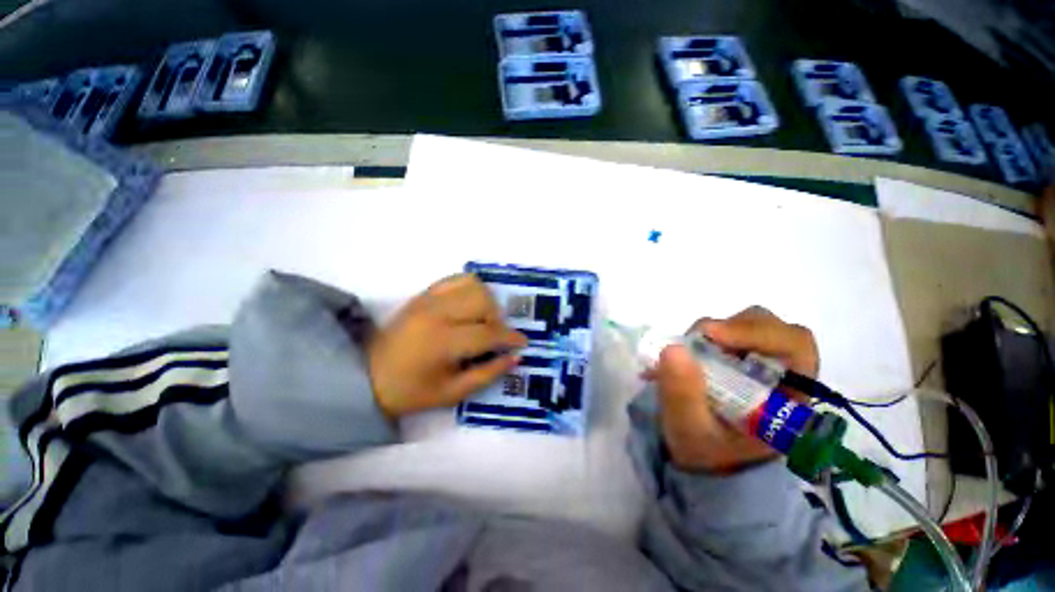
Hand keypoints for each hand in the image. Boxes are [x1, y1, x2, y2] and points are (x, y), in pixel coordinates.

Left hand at [368, 274, 526, 418]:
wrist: (367, 377)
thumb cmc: (411, 391)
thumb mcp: (452, 393)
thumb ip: (488, 374)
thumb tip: (515, 357)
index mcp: (442, 342)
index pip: (488, 333)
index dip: (510, 338)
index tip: (522, 342)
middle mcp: (437, 313)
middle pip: (483, 301)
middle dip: (497, 319)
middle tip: (494, 336)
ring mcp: (429, 299)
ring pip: (474, 285)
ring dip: (486, 302)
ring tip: (481, 320)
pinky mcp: (424, 294)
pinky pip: (457, 279)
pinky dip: (471, 288)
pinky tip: (469, 305)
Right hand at [650, 306, 818, 472]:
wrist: (702, 457)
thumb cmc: (705, 450)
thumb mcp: (690, 430)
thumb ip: (682, 394)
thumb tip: (673, 348)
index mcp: (789, 397)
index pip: (795, 346)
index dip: (757, 333)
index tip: (711, 334)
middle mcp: (781, 374)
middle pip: (772, 327)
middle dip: (732, 328)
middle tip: (697, 340)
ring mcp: (758, 362)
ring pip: (748, 323)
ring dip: (715, 331)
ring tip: (689, 351)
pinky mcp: (737, 357)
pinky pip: (725, 331)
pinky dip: (704, 335)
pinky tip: (687, 352)